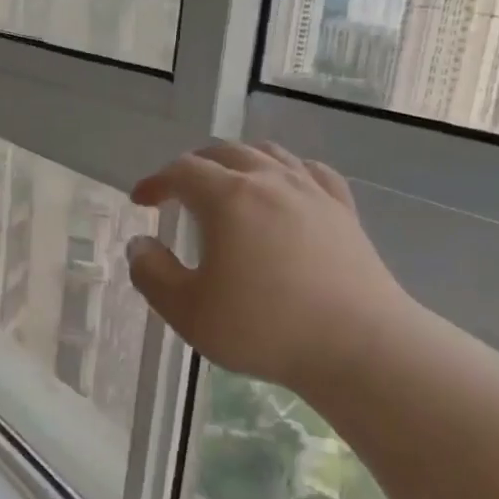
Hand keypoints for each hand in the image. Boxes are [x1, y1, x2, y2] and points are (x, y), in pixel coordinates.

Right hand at [127, 142, 421, 395]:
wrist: (359, 346)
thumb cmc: (264, 328)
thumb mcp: (187, 311)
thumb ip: (152, 273)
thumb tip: (140, 244)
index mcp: (227, 197)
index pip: (181, 171)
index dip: (155, 181)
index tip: (141, 200)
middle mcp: (269, 180)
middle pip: (223, 152)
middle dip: (193, 166)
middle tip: (177, 191)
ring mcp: (311, 191)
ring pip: (267, 154)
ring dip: (237, 161)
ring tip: (227, 183)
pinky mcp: (343, 210)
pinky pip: (310, 171)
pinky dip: (285, 171)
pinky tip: (285, 187)